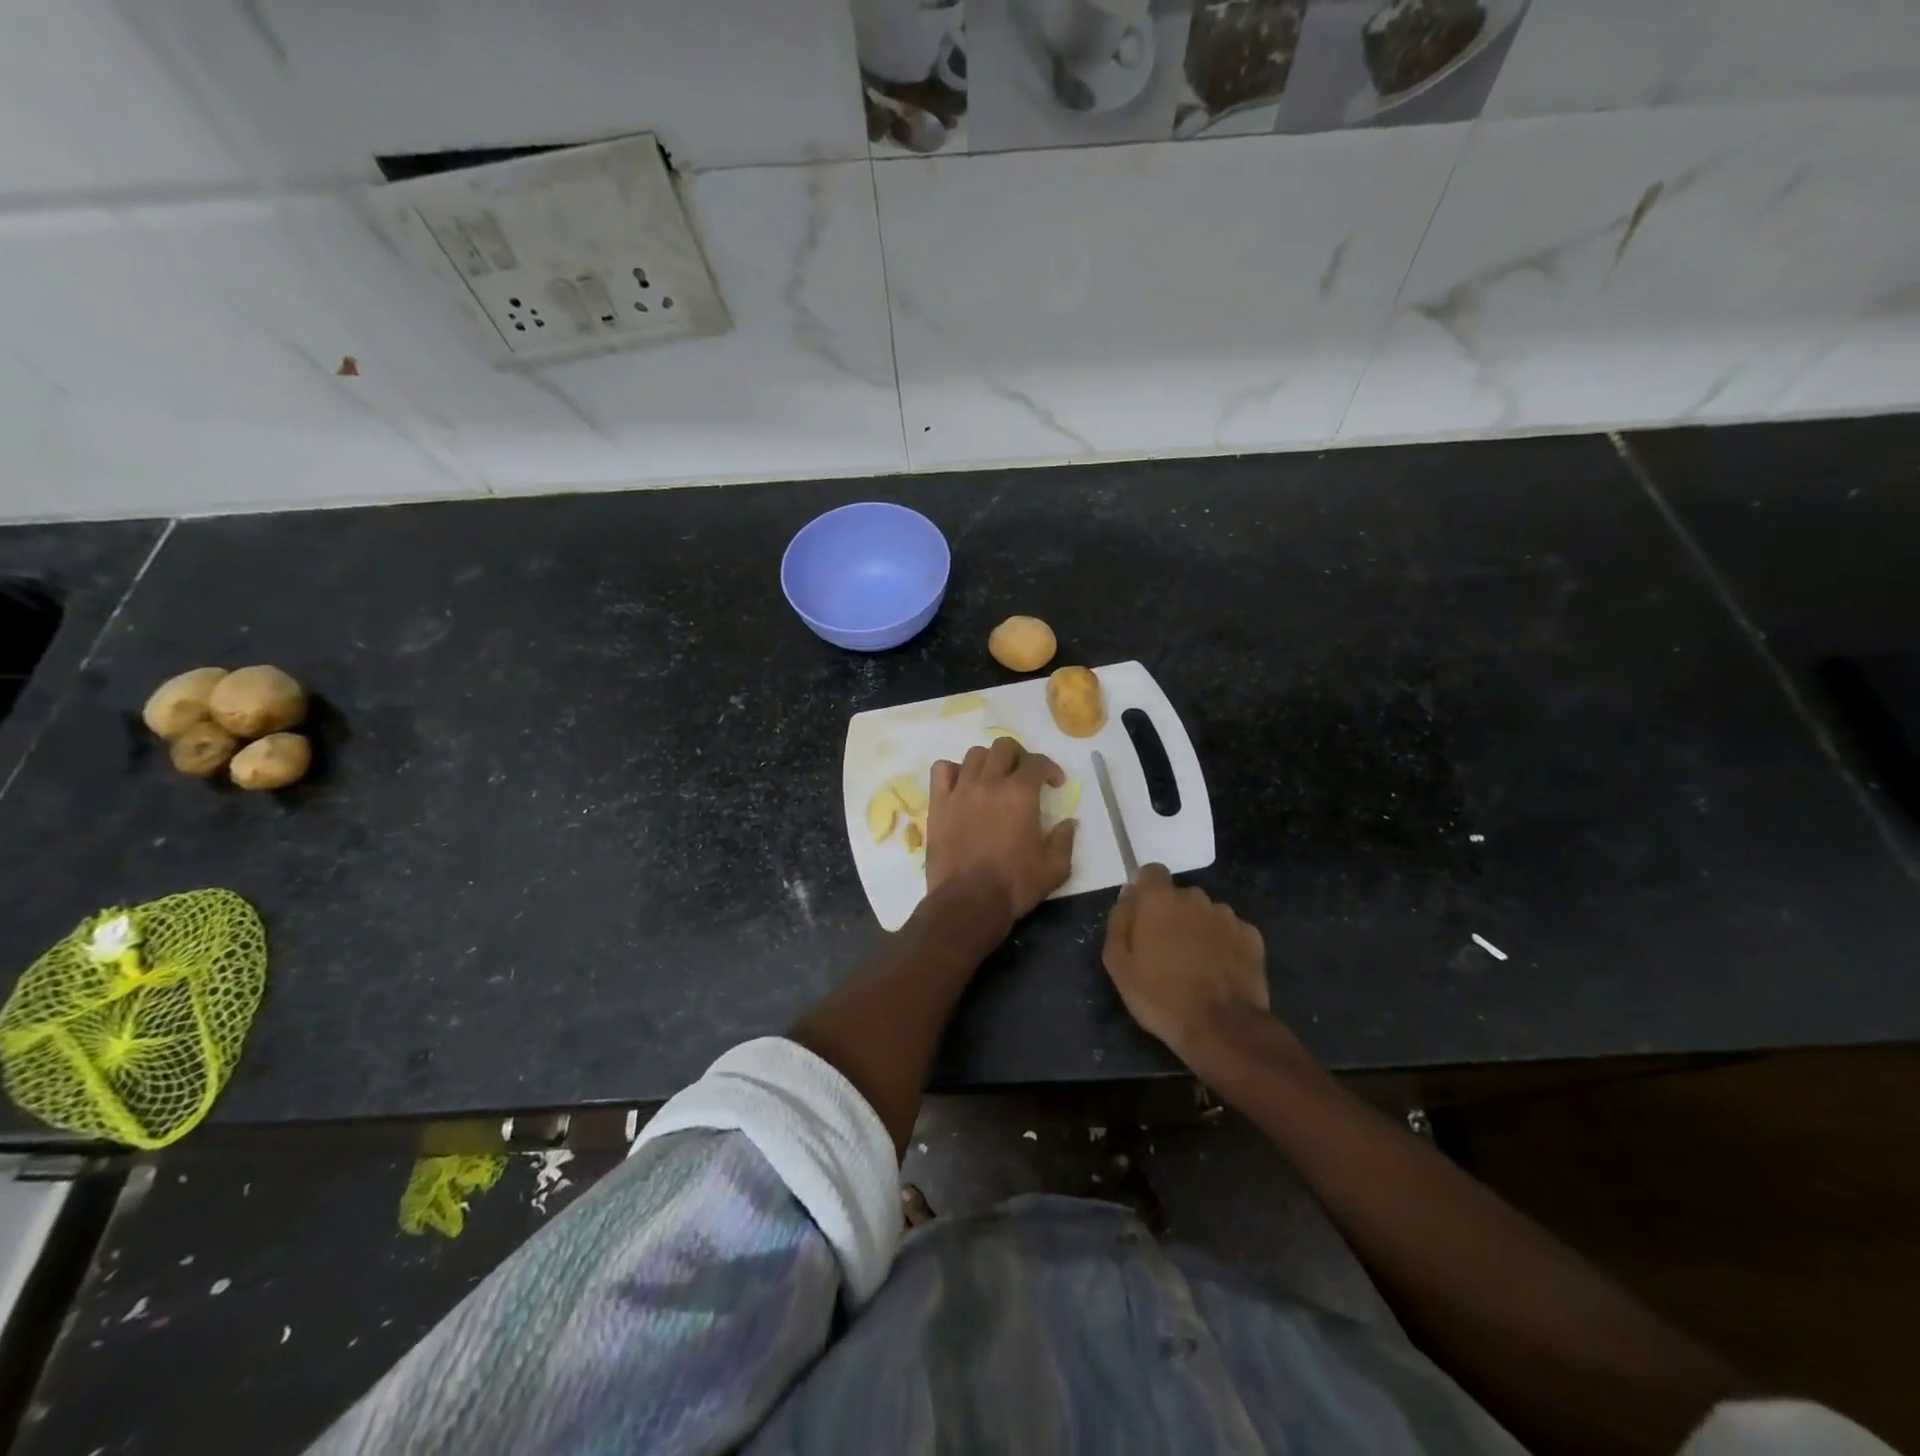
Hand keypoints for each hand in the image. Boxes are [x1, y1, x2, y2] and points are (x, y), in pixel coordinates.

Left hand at [926, 738, 1076, 926]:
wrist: (968, 902)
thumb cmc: (1014, 886)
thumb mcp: (1054, 869)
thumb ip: (1064, 840)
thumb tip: (1069, 823)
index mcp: (1021, 794)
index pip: (1037, 762)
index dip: (1050, 768)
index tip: (1055, 784)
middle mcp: (990, 783)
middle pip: (1004, 747)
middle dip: (1019, 756)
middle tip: (1024, 776)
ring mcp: (960, 791)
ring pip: (974, 755)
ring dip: (989, 761)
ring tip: (993, 779)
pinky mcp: (938, 804)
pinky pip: (941, 770)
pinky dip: (953, 771)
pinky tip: (962, 785)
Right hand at [1103, 864, 1269, 1060]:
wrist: (1221, 1028)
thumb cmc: (1160, 996)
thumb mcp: (1118, 964)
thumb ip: (1119, 921)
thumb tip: (1128, 896)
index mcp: (1160, 900)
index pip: (1151, 872)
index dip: (1146, 891)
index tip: (1143, 916)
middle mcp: (1196, 898)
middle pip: (1180, 896)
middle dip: (1173, 914)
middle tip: (1166, 950)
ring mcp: (1228, 916)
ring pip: (1206, 913)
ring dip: (1199, 929)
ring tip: (1196, 964)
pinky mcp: (1252, 937)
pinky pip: (1231, 931)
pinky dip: (1224, 944)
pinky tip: (1220, 971)